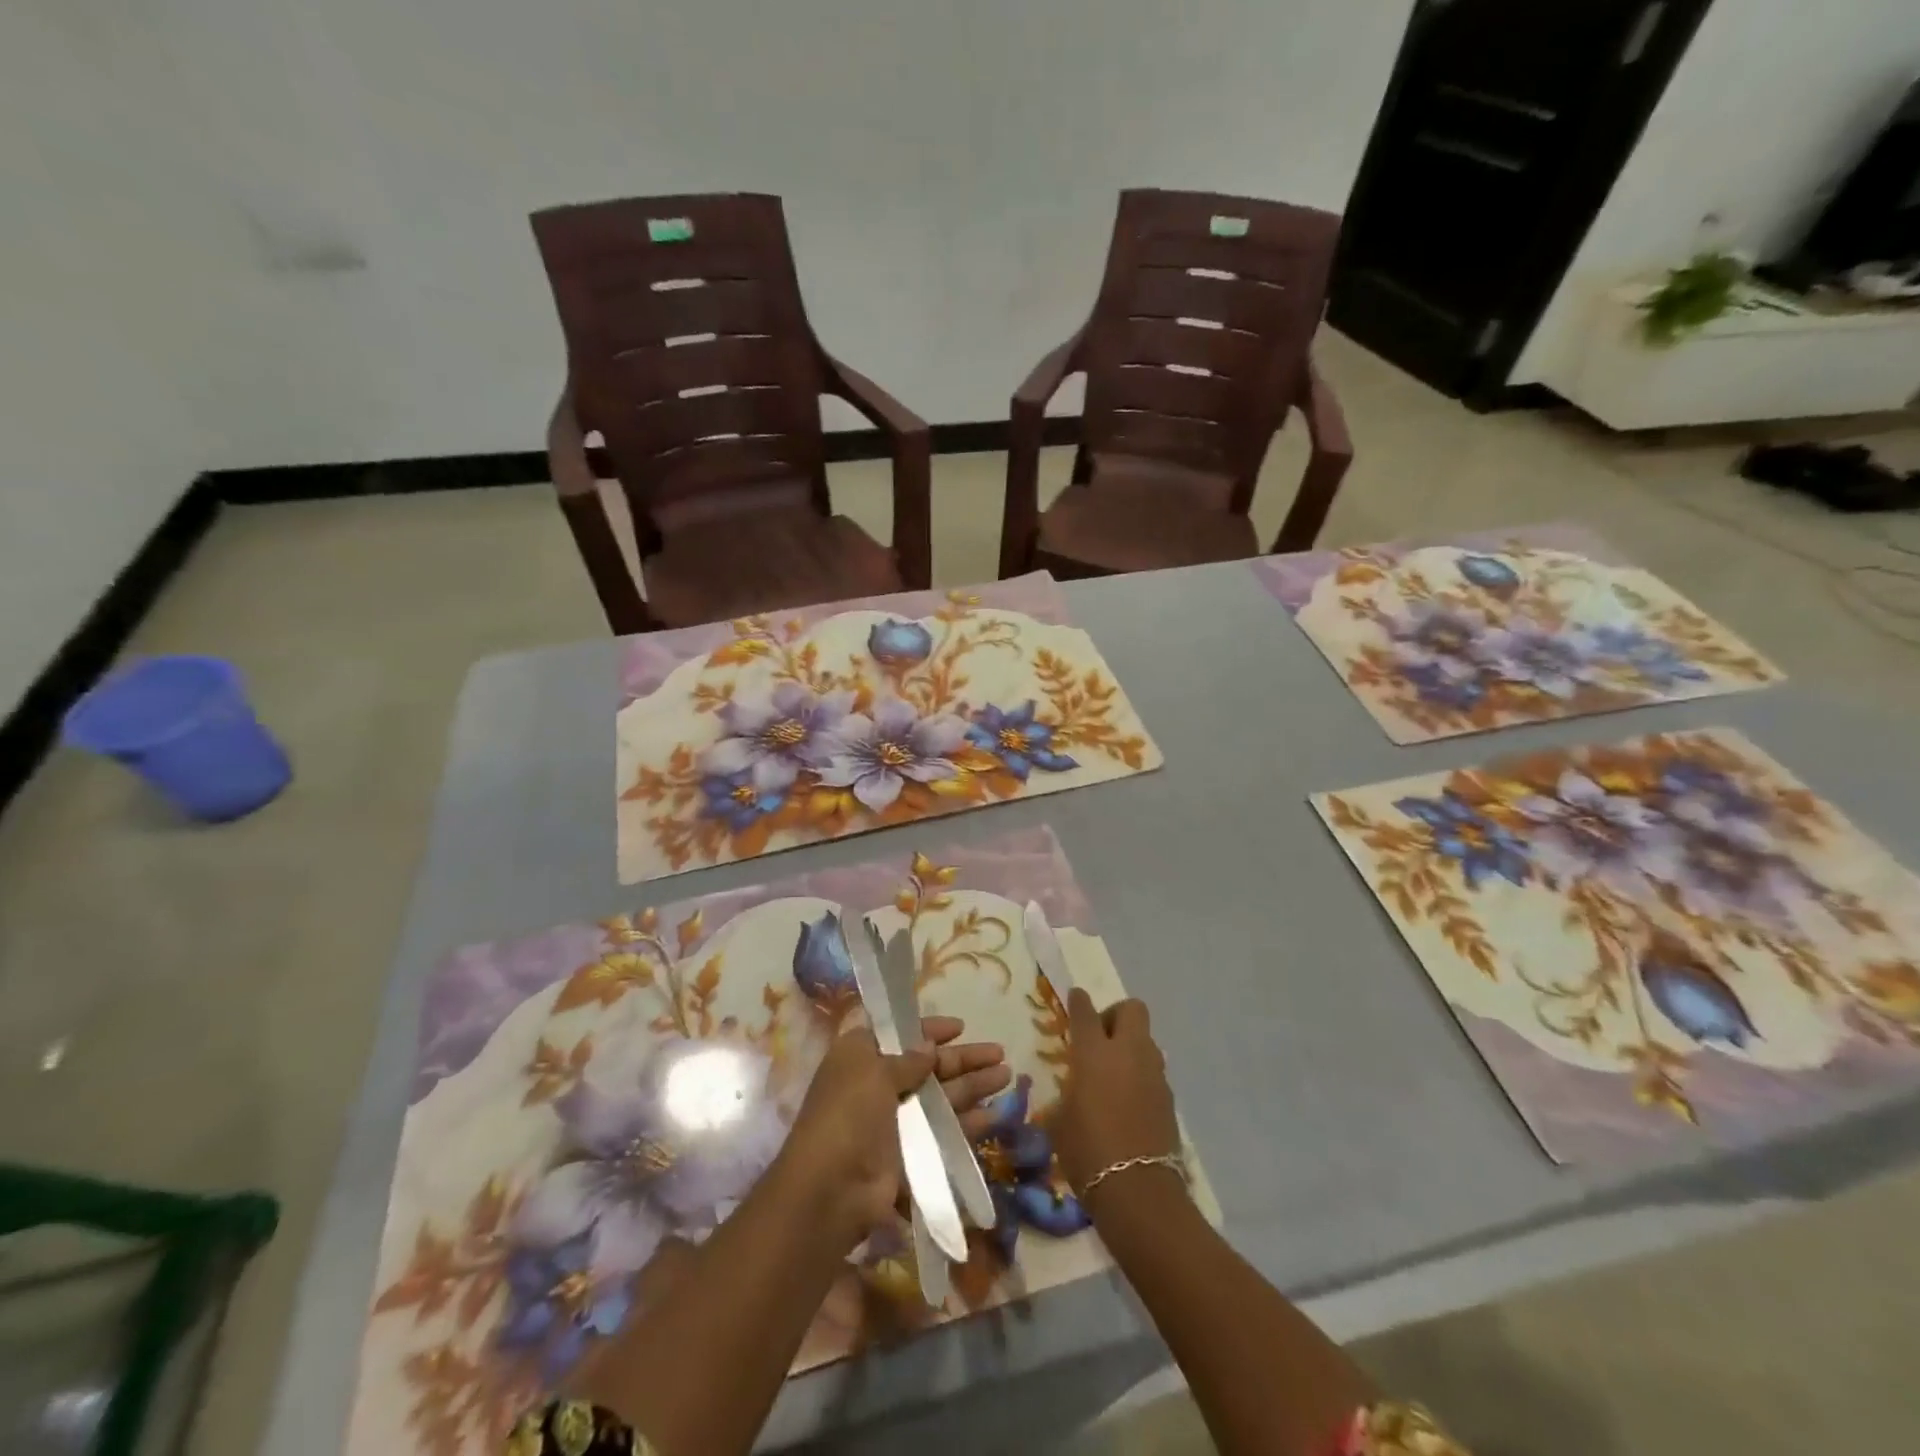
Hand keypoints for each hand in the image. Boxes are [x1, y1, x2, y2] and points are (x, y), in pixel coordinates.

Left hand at [775, 1017, 1009, 1250]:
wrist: (831, 1190)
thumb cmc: (848, 1114)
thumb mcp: (873, 1072)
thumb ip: (907, 1059)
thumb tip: (929, 1045)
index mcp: (861, 1058)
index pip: (900, 1035)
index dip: (930, 1030)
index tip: (960, 1027)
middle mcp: (879, 1087)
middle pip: (928, 1067)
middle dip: (963, 1059)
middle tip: (1000, 1053)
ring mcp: (896, 1123)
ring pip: (942, 1099)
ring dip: (973, 1086)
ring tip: (1006, 1076)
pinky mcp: (911, 1156)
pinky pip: (945, 1133)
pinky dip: (969, 1124)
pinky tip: (994, 1116)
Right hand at [1053, 989, 1179, 1201]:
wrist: (1138, 1192)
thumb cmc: (1087, 1152)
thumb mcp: (1060, 1122)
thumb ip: (1065, 1096)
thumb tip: (1069, 1093)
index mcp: (1094, 1053)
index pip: (1085, 1012)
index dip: (1079, 1002)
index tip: (1076, 997)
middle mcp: (1128, 1053)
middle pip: (1131, 1010)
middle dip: (1116, 1015)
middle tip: (1100, 1039)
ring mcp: (1153, 1074)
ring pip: (1146, 1040)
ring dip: (1131, 1046)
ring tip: (1114, 1073)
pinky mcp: (1169, 1098)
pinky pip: (1153, 1071)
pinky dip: (1141, 1075)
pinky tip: (1128, 1101)